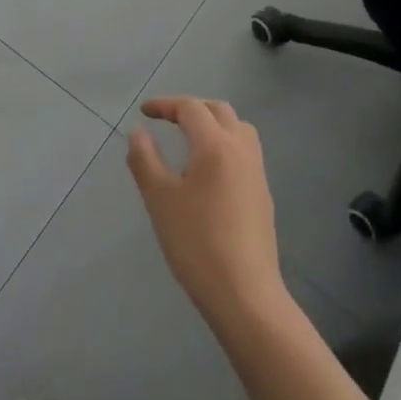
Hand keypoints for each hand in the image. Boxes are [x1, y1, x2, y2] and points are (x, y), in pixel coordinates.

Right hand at [127, 97, 287, 329]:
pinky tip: (208, 170)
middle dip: (191, 109)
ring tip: (189, 139)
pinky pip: (244, 151)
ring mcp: (257, 172)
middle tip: (167, 120)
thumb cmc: (196, 242)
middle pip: (219, 111)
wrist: (245, 294)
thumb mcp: (159, 199)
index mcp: (215, 145)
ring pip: (238, 128)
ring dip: (213, 123)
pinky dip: (225, 144)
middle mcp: (241, 149)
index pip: (190, 108)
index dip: (165, 105)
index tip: (144, 112)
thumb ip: (145, 160)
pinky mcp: (263, 194)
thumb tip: (138, 133)